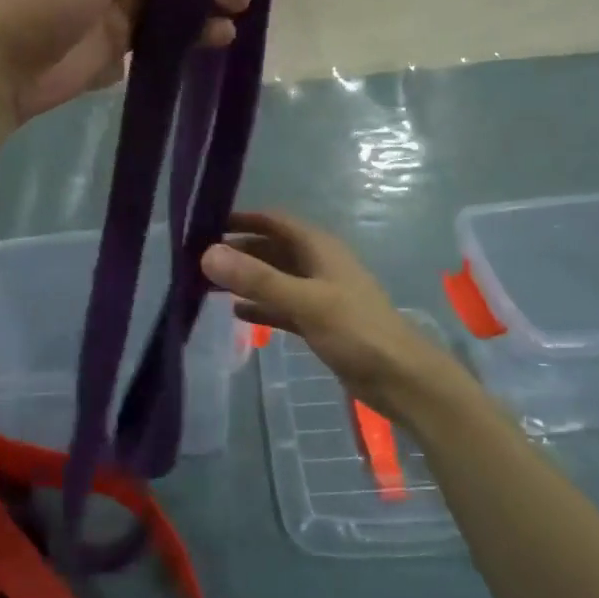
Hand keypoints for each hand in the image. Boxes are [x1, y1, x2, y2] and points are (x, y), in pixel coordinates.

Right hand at [202, 211, 470, 423]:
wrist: (400, 378)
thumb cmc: (356, 331)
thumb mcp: (305, 301)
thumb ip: (257, 279)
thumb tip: (208, 254)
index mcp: (319, 248)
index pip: (274, 221)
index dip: (242, 219)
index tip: (205, 224)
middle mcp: (317, 264)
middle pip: (272, 249)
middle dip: (239, 251)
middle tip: (198, 259)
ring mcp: (319, 294)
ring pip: (275, 278)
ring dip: (246, 279)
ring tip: (208, 283)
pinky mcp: (319, 322)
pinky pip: (282, 306)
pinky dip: (261, 306)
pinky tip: (236, 312)